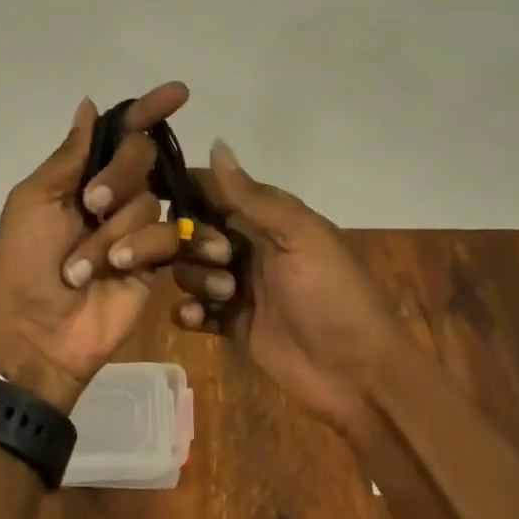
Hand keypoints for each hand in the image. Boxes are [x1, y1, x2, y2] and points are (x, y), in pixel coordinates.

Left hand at [0, 84, 192, 412]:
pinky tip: (121, 268)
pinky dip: (143, 248)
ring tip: (84, 267)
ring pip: (149, 200)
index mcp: (82, 174)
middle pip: (141, 156)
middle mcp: (115, 194)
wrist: (38, 331)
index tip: (180, 91)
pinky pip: (167, 236)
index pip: (123, 131)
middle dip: (118, 176)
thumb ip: (69, 154)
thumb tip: (88, 103)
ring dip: (113, 231)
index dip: (149, 109)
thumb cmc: (25, 262)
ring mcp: (138, 227)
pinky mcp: (157, 261)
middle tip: (91, 204)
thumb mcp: (35, 200)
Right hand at [172, 140, 406, 437]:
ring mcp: (238, 287)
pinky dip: (188, 312)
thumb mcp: (298, 235)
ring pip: (190, 269)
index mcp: (267, 218)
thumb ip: (252, 196)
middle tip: (220, 259)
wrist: (359, 375)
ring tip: (226, 296)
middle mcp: (247, 246)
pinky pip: (193, 310)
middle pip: (193, 230)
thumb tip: (216, 143)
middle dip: (192, 241)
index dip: (187, 191)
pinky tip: (198, 319)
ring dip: (197, 278)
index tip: (158, 196)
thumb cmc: (333, 294)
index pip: (214, 190)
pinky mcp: (232, 325)